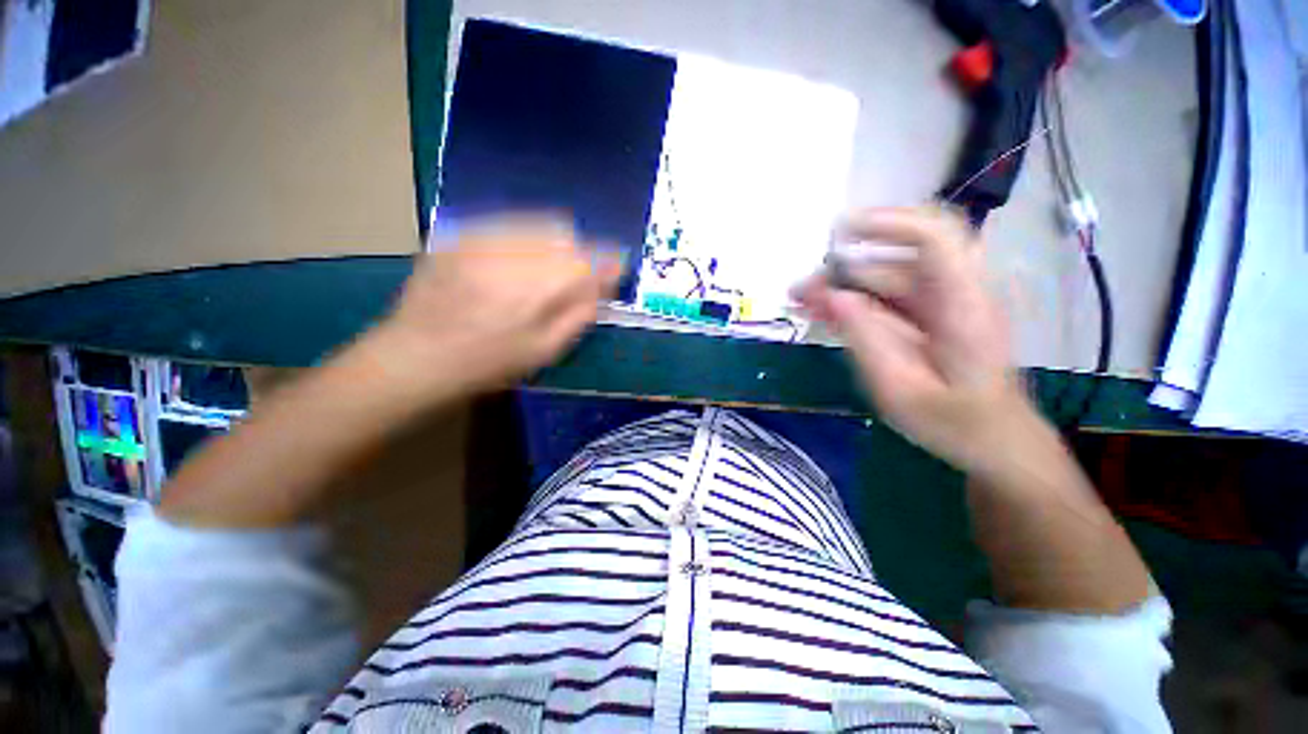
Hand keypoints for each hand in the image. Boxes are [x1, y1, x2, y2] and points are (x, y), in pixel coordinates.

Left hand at [355, 215, 621, 403]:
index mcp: (539, 286)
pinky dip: (522, 238)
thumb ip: (581, 312)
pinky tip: (510, 264)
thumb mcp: (547, 350)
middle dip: (579, 252)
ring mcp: (480, 237)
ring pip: (536, 222)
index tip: (614, 272)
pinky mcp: (457, 232)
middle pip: (565, 233)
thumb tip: (604, 284)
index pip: (592, 259)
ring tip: (542, 270)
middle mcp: (513, 252)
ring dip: (552, 242)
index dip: (609, 262)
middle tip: (573, 277)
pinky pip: (506, 223)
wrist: (416, 356)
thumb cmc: (489, 363)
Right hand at [794, 206, 1035, 473]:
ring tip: (802, 302)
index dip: (886, 223)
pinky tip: (825, 312)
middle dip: (847, 265)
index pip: (933, 236)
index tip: (836, 234)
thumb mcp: (900, 389)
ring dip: (844, 284)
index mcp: (963, 304)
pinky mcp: (931, 316)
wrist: (994, 442)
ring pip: (889, 276)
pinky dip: (855, 300)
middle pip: (901, 255)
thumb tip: (832, 296)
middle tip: (801, 290)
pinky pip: (890, 297)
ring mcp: (944, 304)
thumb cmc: (953, 423)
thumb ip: (865, 338)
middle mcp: (957, 292)